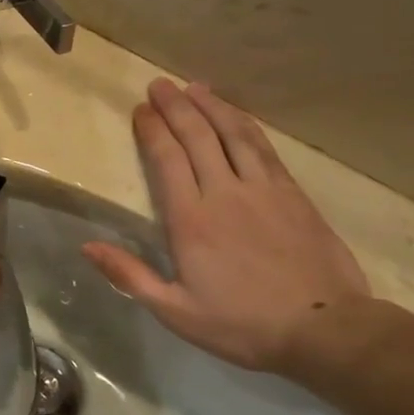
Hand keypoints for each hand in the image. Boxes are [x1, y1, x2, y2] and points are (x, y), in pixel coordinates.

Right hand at [81, 79, 369, 372]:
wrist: (327, 330)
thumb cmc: (242, 324)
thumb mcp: (176, 311)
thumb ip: (130, 275)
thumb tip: (87, 246)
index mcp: (191, 220)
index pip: (167, 159)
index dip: (152, 130)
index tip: (140, 109)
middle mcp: (225, 193)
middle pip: (198, 137)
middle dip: (176, 107)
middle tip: (159, 84)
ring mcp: (263, 190)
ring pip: (233, 134)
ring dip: (212, 106)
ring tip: (194, 86)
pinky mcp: (293, 194)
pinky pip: (264, 149)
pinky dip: (246, 125)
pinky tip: (236, 116)